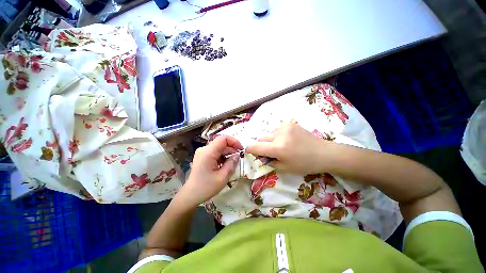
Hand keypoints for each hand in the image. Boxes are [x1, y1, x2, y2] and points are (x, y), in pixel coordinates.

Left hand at [177, 135, 242, 207]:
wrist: (191, 195)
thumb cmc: (206, 187)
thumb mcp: (222, 177)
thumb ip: (232, 164)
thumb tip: (237, 155)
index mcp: (208, 152)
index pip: (223, 138)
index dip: (234, 141)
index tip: (241, 149)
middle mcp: (204, 149)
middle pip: (221, 143)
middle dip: (232, 149)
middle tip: (239, 158)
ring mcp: (203, 152)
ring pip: (219, 147)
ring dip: (228, 153)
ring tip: (233, 163)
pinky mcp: (203, 156)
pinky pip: (215, 152)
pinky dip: (222, 156)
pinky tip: (225, 164)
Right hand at [246, 123, 329, 173]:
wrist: (323, 153)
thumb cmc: (304, 164)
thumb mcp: (284, 168)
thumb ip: (269, 161)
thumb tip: (260, 156)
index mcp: (278, 148)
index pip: (255, 147)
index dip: (249, 149)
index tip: (249, 152)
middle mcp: (279, 135)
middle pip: (261, 139)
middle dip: (262, 146)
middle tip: (270, 152)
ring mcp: (285, 127)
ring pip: (269, 134)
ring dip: (270, 140)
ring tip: (281, 145)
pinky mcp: (290, 124)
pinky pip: (277, 129)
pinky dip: (277, 135)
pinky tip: (287, 140)